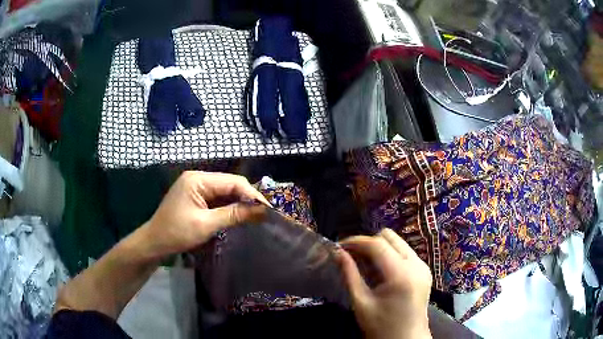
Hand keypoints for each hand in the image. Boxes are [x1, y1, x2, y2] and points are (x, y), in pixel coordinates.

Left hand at [140, 171, 268, 258]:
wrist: (155, 243)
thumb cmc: (176, 233)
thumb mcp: (206, 224)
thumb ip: (234, 215)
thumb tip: (262, 211)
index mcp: (197, 179)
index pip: (232, 182)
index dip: (252, 194)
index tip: (268, 209)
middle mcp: (198, 178)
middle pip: (230, 184)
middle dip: (247, 198)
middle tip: (264, 214)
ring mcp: (197, 187)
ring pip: (225, 192)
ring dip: (240, 203)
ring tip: (256, 215)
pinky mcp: (197, 197)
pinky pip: (218, 199)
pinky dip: (229, 207)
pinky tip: (240, 215)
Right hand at [338, 229, 431, 338]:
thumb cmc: (382, 327)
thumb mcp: (361, 303)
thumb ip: (349, 275)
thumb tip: (337, 253)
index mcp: (401, 274)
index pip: (377, 244)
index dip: (356, 241)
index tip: (339, 246)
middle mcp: (416, 264)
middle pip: (390, 237)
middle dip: (368, 243)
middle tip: (351, 256)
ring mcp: (423, 266)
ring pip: (398, 242)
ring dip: (379, 248)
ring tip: (364, 264)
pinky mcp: (424, 271)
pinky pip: (405, 252)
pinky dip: (389, 255)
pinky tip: (379, 271)